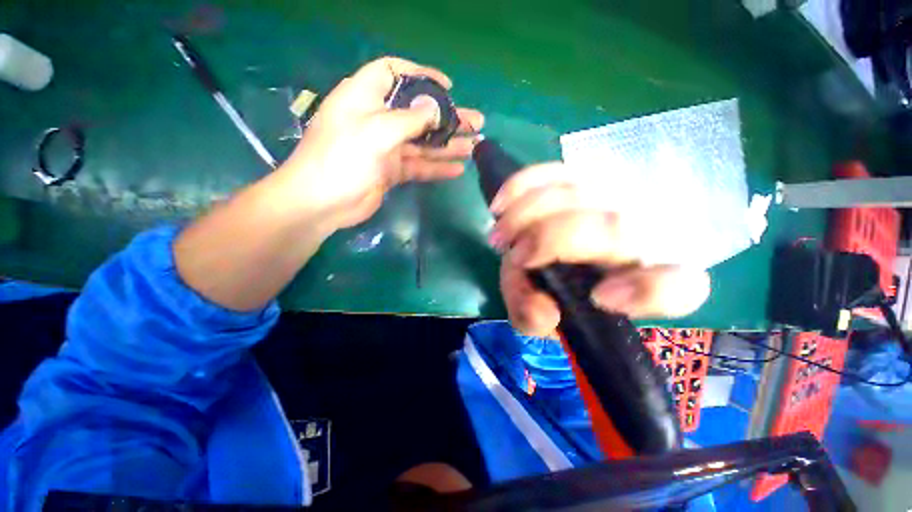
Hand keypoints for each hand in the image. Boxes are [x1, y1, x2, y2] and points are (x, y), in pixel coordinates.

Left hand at [281, 57, 483, 229]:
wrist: (323, 203)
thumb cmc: (343, 158)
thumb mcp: (377, 131)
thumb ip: (410, 119)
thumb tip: (436, 108)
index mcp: (365, 97)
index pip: (394, 73)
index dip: (421, 76)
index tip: (448, 87)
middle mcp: (377, 119)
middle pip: (417, 113)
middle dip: (447, 117)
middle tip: (476, 122)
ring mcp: (385, 148)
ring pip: (422, 142)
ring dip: (448, 144)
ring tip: (474, 146)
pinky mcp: (391, 171)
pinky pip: (419, 166)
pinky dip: (437, 167)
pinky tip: (457, 169)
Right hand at [489, 163, 710, 336]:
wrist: (555, 255)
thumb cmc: (554, 288)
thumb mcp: (542, 315)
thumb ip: (536, 319)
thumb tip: (543, 308)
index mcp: (643, 280)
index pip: (676, 286)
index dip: (647, 290)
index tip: (600, 297)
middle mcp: (639, 234)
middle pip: (612, 226)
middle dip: (551, 239)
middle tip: (516, 257)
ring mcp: (611, 197)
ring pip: (579, 192)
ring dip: (527, 215)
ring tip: (500, 238)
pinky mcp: (581, 177)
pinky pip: (552, 172)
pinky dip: (520, 187)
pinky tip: (499, 207)